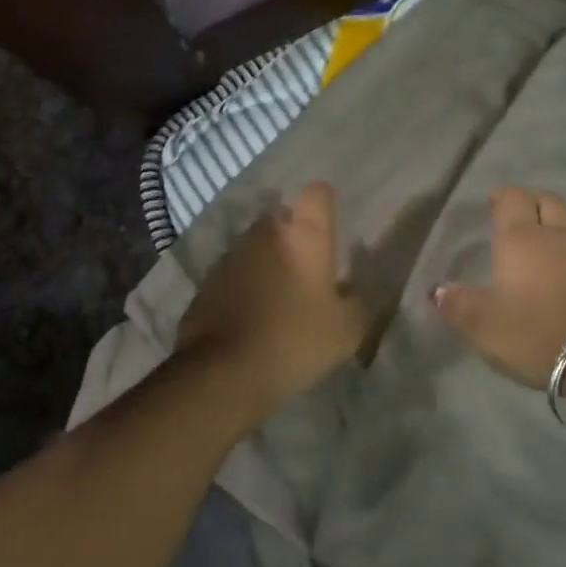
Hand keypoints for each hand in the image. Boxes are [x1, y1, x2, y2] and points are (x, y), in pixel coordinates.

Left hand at [178, 182, 368, 410]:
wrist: (225, 372)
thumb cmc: (296, 340)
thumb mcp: (348, 329)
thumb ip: (359, 302)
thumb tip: (353, 291)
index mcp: (304, 236)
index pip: (319, 194)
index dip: (325, 206)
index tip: (330, 230)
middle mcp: (264, 233)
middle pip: (283, 219)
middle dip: (294, 237)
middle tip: (308, 272)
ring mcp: (230, 255)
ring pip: (256, 247)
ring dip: (267, 262)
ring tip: (278, 298)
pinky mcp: (206, 282)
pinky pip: (233, 275)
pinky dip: (243, 287)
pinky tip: (251, 316)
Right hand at [434, 187, 565, 390]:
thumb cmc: (536, 332)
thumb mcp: (483, 326)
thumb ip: (457, 305)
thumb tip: (437, 290)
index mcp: (521, 239)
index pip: (513, 199)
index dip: (503, 197)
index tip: (494, 204)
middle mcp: (559, 236)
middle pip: (549, 202)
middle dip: (533, 204)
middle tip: (521, 219)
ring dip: (561, 232)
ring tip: (550, 251)